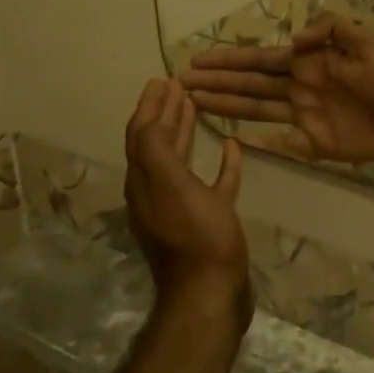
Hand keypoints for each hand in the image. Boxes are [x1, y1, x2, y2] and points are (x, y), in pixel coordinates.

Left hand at [123, 79, 251, 340]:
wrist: (212, 293)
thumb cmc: (195, 236)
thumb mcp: (172, 187)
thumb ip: (156, 150)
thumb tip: (148, 116)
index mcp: (144, 182)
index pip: (140, 134)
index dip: (148, 106)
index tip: (161, 79)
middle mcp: (156, 192)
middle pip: (156, 143)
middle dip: (164, 113)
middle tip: (177, 86)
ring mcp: (182, 207)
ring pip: (179, 160)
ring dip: (184, 131)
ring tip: (195, 106)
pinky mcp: (207, 221)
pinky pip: (212, 184)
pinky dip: (220, 164)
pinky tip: (232, 148)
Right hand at [183, 13, 373, 164]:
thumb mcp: (366, 41)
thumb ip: (332, 30)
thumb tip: (294, 40)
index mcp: (308, 62)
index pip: (261, 59)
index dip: (229, 61)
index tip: (196, 61)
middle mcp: (299, 87)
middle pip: (250, 84)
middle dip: (216, 82)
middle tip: (180, 83)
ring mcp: (304, 116)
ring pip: (256, 109)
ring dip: (226, 105)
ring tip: (194, 104)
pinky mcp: (315, 143)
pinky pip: (281, 142)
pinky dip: (258, 142)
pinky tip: (234, 141)